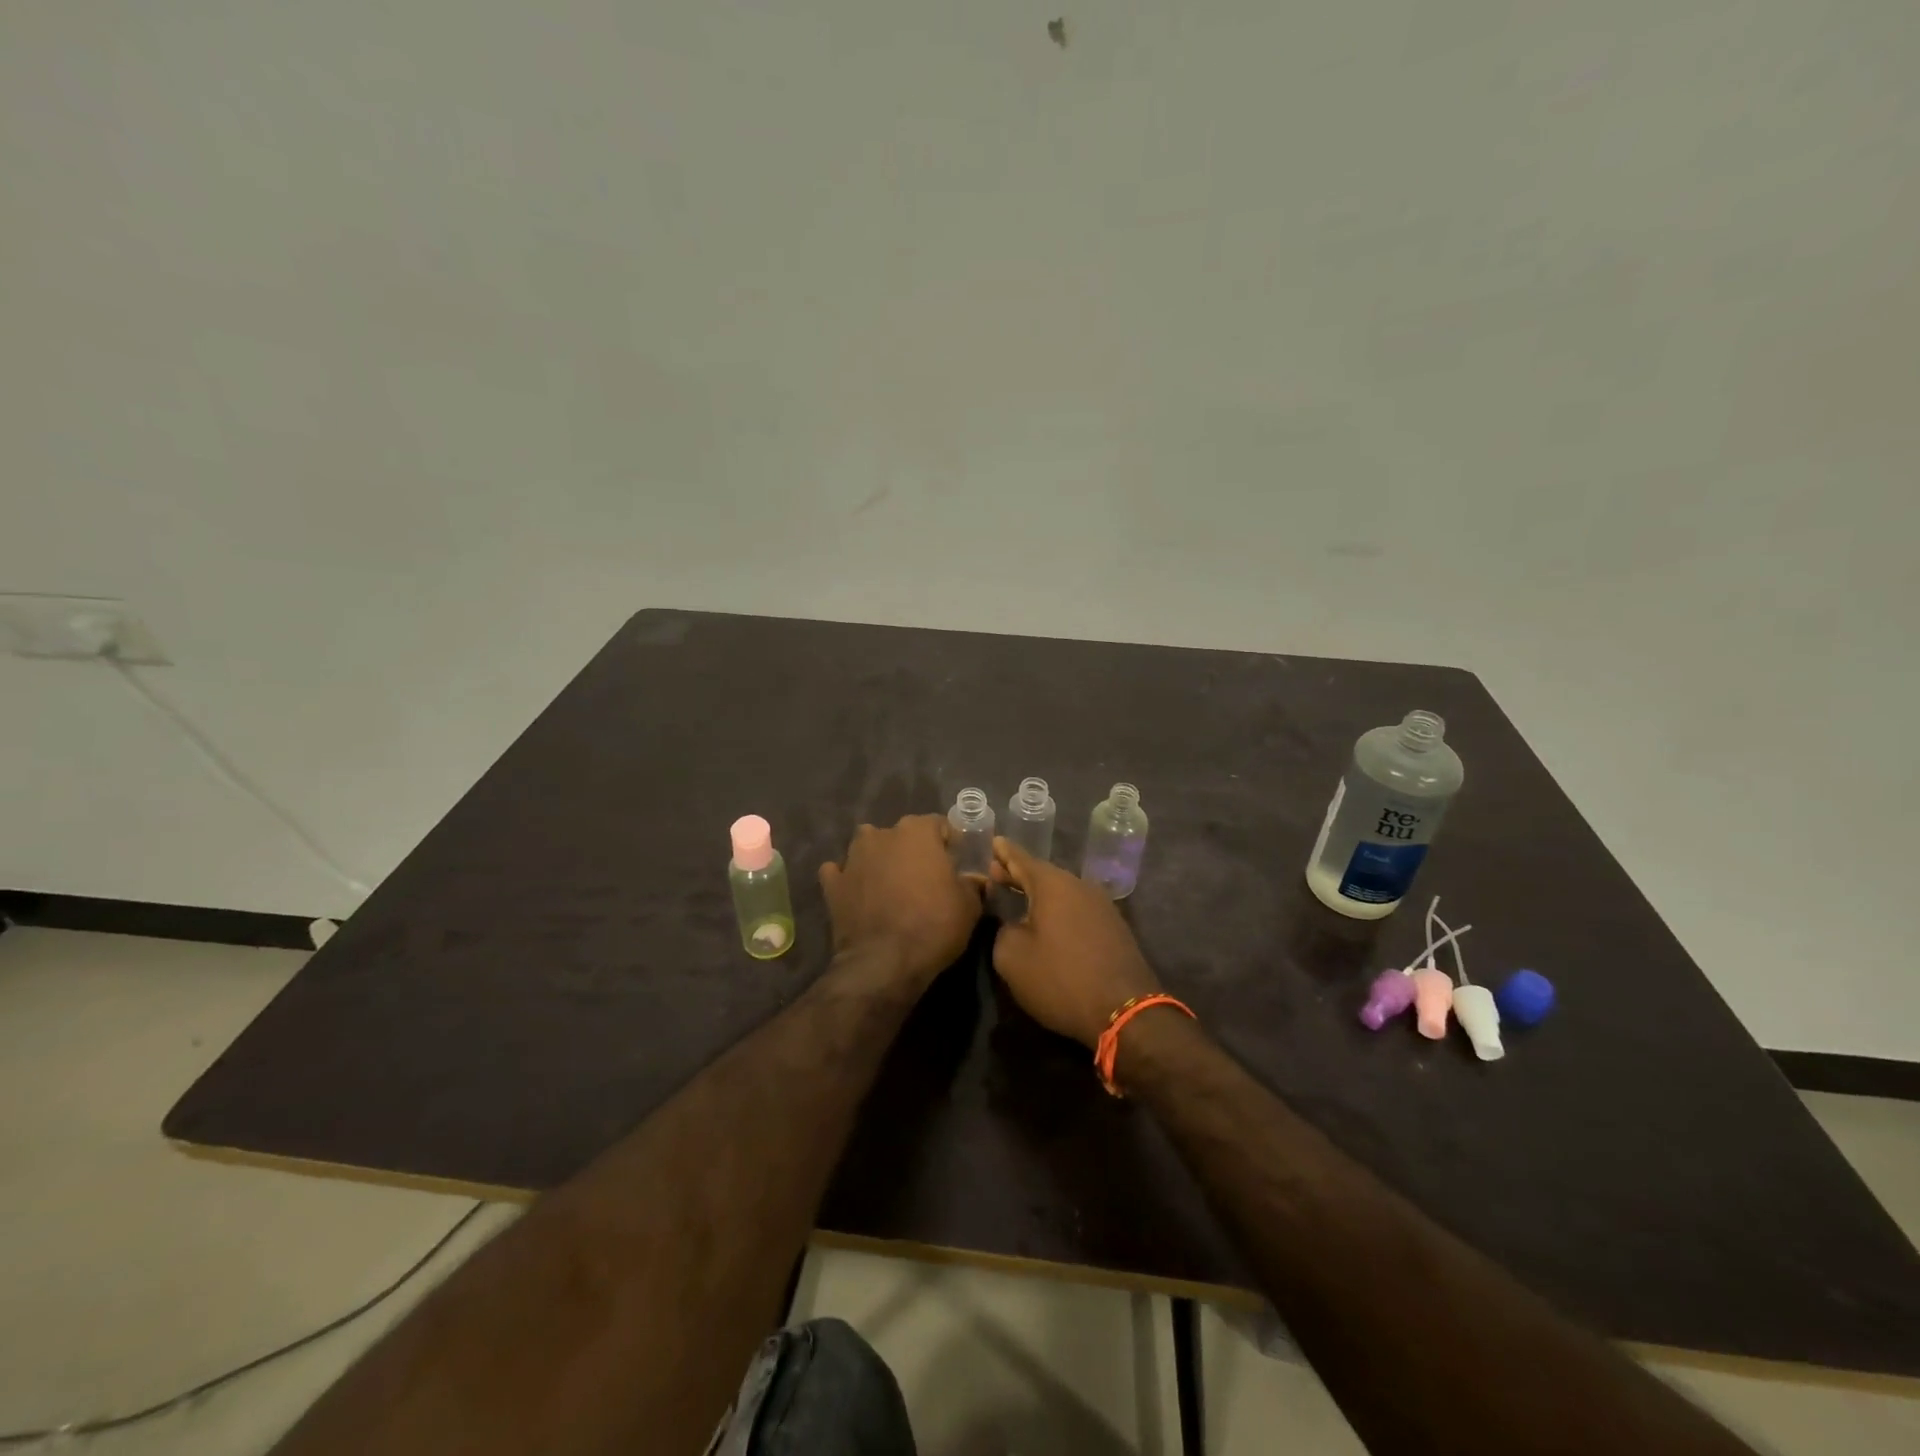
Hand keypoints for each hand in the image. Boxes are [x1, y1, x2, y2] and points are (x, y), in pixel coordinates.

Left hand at [820, 814, 984, 987]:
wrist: (884, 963)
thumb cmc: (934, 925)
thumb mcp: (969, 906)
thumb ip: (972, 883)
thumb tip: (974, 878)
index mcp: (917, 831)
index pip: (938, 824)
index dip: (948, 844)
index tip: (955, 864)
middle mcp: (882, 835)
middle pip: (902, 835)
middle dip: (912, 851)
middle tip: (924, 879)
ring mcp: (852, 858)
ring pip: (868, 848)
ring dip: (879, 860)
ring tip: (890, 886)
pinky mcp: (832, 884)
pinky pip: (840, 873)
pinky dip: (849, 880)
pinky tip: (858, 895)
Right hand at [989, 837, 1160, 1047]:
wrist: (1125, 1010)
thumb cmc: (1060, 979)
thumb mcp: (1012, 957)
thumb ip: (1002, 931)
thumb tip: (1012, 924)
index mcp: (1053, 884)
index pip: (1021, 859)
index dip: (1004, 852)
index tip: (993, 841)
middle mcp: (1080, 886)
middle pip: (1043, 874)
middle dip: (1019, 874)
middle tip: (997, 872)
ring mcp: (1101, 906)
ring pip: (1062, 892)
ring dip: (1040, 894)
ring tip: (1019, 897)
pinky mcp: (1114, 928)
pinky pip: (1077, 908)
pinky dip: (1059, 909)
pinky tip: (1049, 922)